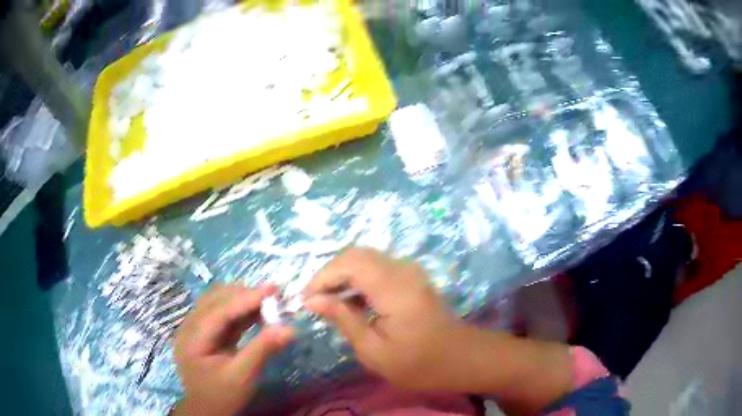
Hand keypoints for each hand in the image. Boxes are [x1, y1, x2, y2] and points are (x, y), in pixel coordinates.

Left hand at [172, 284, 292, 415]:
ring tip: (268, 303)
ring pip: (218, 302)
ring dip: (242, 300)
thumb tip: (290, 329)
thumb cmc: (223, 396)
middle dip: (244, 295)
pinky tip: (258, 313)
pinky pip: (222, 313)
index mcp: (192, 338)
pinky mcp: (204, 332)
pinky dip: (240, 311)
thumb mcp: (243, 377)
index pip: (218, 311)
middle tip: (274, 296)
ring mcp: (195, 328)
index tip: (272, 290)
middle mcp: (189, 326)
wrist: (208, 410)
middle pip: (215, 300)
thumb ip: (262, 350)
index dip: (245, 299)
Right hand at [304, 248, 475, 390]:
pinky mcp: (412, 277)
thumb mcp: (374, 350)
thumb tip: (313, 299)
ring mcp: (410, 271)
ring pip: (366, 258)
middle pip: (356, 254)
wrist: (461, 359)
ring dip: (343, 275)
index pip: (349, 263)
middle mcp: (403, 270)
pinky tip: (353, 302)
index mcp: (394, 288)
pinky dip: (358, 279)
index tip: (306, 300)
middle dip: (330, 274)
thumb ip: (344, 319)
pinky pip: (377, 267)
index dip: (322, 277)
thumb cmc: (418, 363)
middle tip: (316, 301)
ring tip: (329, 303)